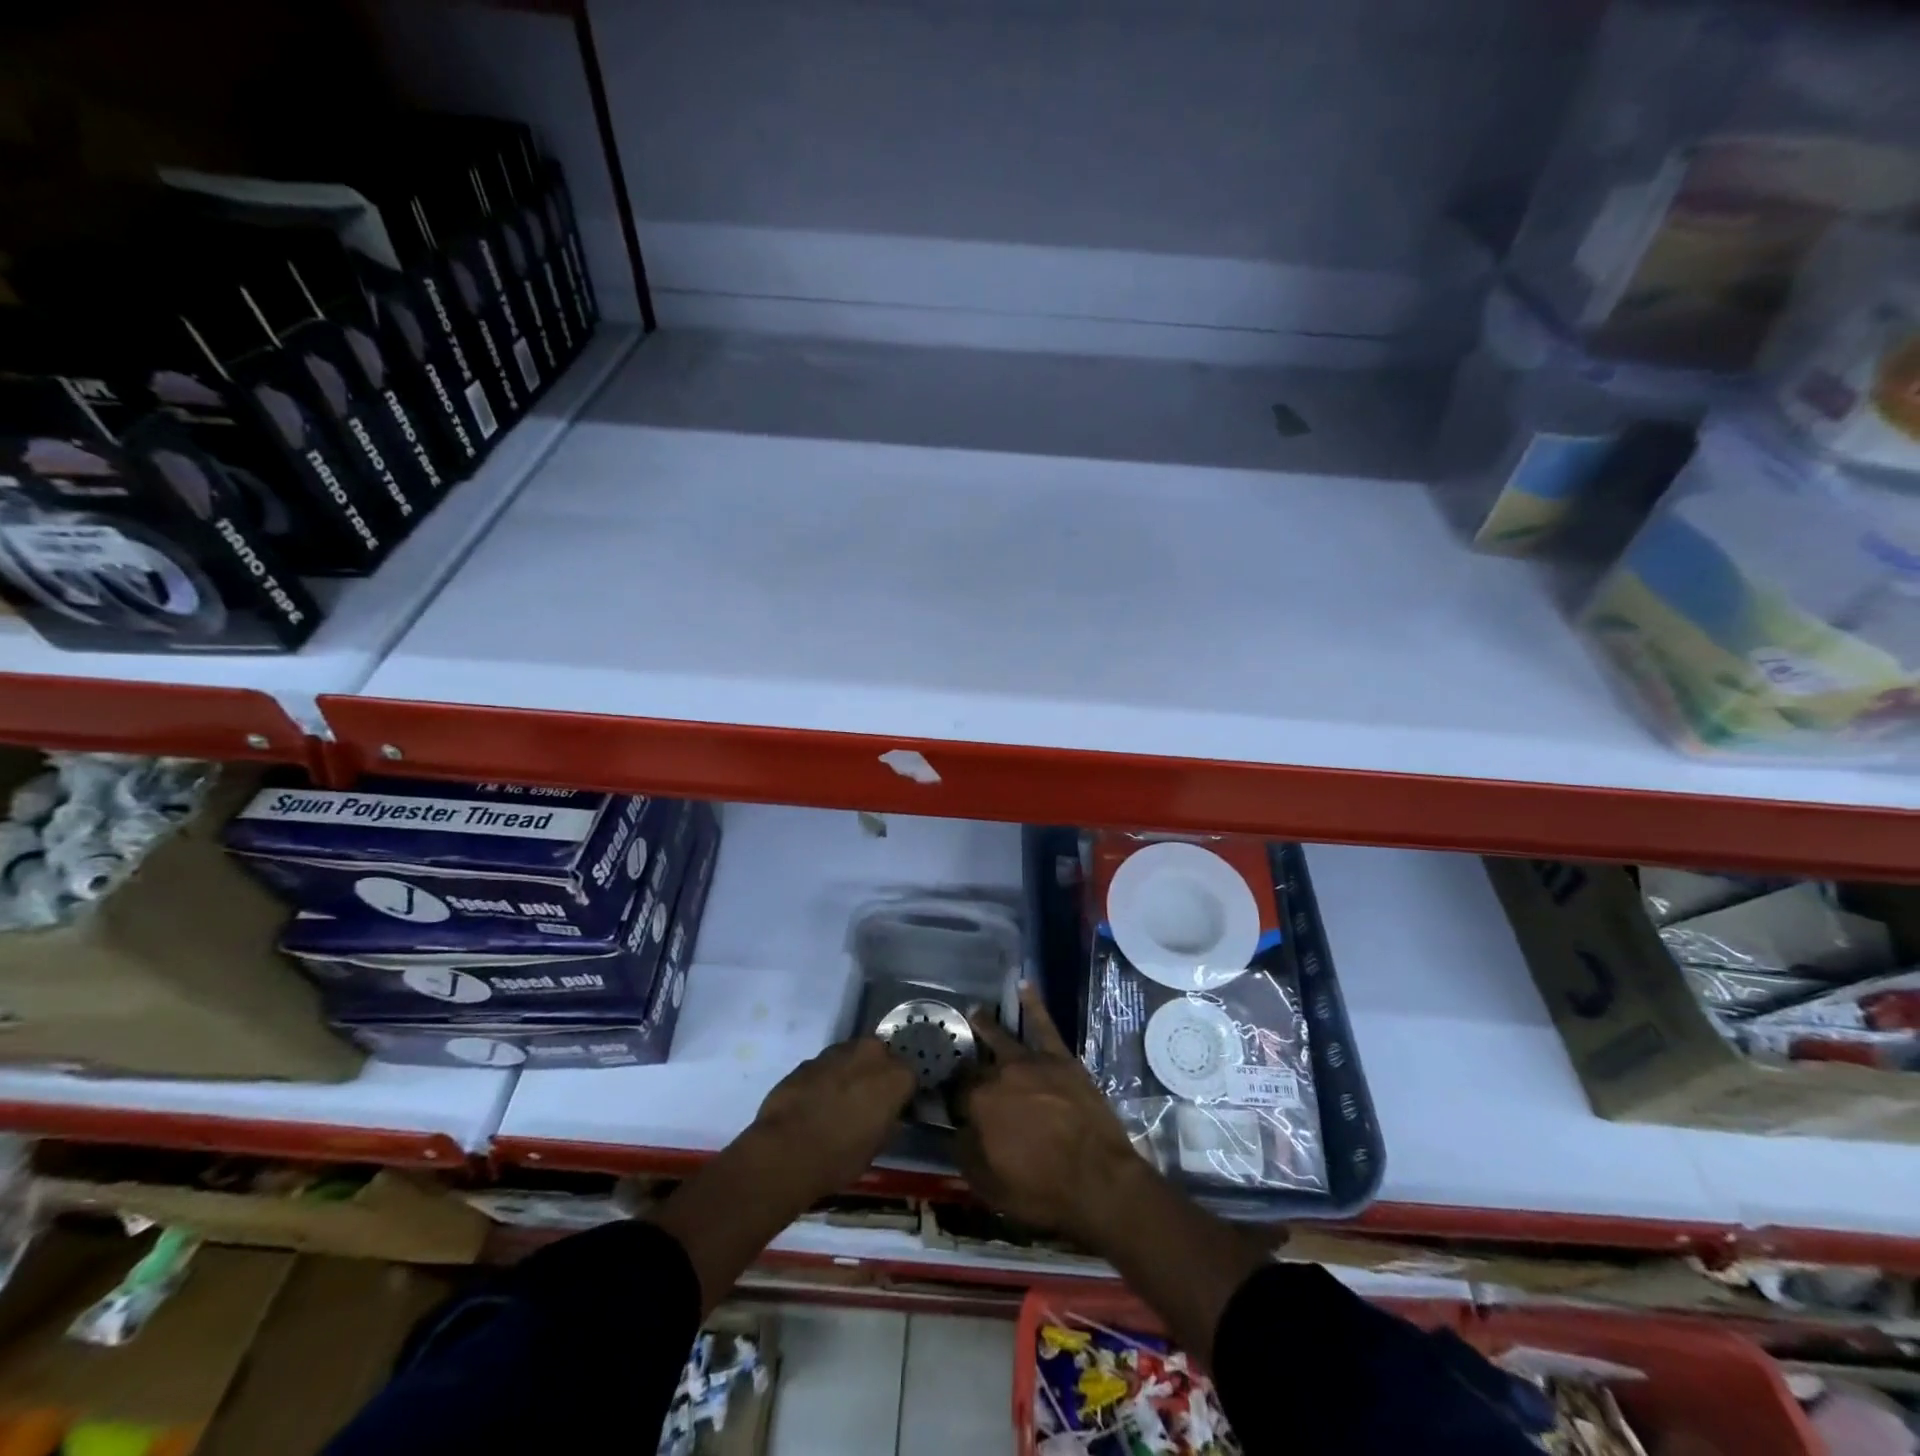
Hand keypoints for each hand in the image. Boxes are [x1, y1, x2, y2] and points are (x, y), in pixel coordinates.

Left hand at [745, 1036, 917, 1204]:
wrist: (786, 1151)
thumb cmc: (840, 1156)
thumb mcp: (877, 1147)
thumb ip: (888, 1122)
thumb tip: (888, 1115)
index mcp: (896, 1075)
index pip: (909, 1078)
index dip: (900, 1095)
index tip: (892, 1111)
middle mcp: (871, 1053)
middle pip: (880, 1057)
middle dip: (875, 1075)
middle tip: (866, 1102)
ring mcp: (837, 1051)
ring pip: (852, 1057)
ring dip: (850, 1073)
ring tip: (837, 1102)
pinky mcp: (809, 1058)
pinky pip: (826, 1066)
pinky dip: (825, 1079)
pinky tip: (815, 1103)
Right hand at [953, 983, 1149, 1244]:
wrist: (1098, 1180)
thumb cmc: (1041, 1190)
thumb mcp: (989, 1186)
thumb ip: (965, 1152)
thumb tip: (957, 1128)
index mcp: (979, 1104)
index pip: (956, 1093)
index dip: (952, 1098)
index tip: (950, 1102)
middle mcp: (1000, 1074)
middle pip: (977, 1066)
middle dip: (967, 1065)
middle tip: (960, 1062)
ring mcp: (1031, 1061)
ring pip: (1002, 1038)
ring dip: (986, 1025)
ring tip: (974, 1012)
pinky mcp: (1060, 1057)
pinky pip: (1044, 1024)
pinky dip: (1034, 1003)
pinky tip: (1024, 985)